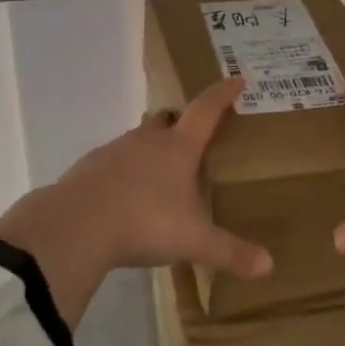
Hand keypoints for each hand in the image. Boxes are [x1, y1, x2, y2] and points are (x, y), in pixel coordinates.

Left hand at [0, 77, 271, 324]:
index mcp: (178, 148)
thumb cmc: (144, 222)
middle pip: (166, 118)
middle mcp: (147, 141)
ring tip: (159, 172)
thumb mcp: (193, 241)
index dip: (223, 94)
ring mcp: (114, 151)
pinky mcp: (88, 168)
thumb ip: (229, 252)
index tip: (236, 79)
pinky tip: (125, 195)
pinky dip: (124, 170)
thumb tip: (269, 266)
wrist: (75, 225)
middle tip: (191, 134)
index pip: (206, 110)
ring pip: (137, 138)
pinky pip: (112, 161)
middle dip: (180, 120)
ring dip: (150, 146)